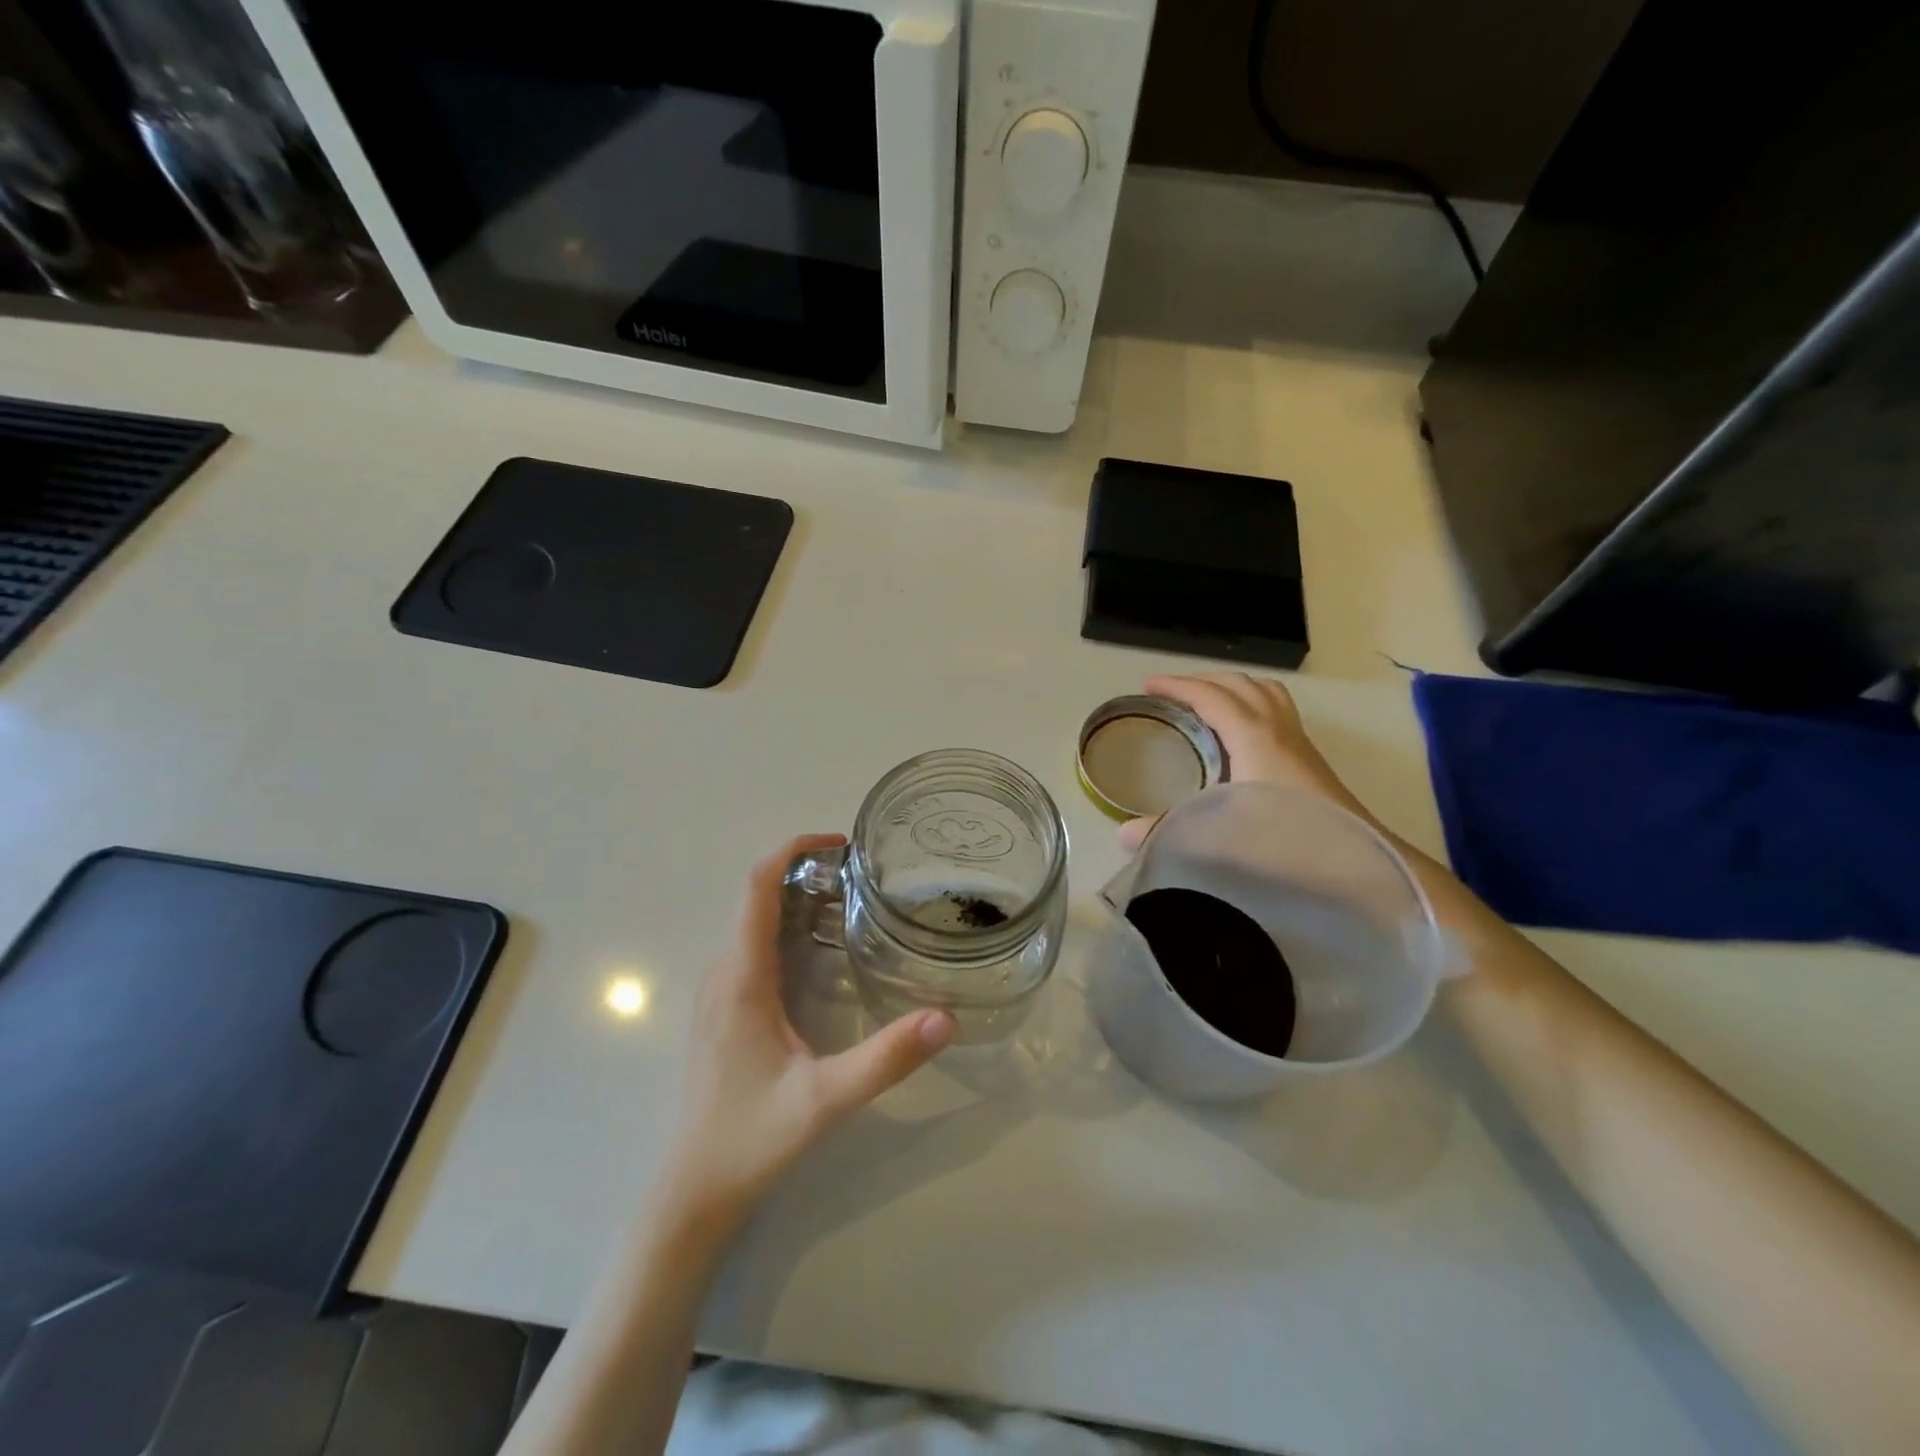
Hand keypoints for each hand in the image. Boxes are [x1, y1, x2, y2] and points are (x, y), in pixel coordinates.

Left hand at [659, 835, 955, 1226]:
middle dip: (808, 873)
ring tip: (855, 904)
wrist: (694, 1190)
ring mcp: (719, 991)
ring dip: (799, 901)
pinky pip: (754, 947)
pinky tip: (826, 953)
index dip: (793, 849)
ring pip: (756, 923)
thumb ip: (885, 1059)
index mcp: (742, 977)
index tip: (840, 843)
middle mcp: (724, 972)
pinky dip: (789, 929)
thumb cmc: (751, 1138)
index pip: (756, 887)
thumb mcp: (825, 1099)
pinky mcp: (724, 1009)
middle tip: (866, 878)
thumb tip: (946, 1017)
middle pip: (759, 897)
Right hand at [1121, 674, 1374, 847]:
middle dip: (1202, 681)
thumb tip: (1122, 835)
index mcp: (1255, 737)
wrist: (1364, 863)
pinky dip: (1251, 704)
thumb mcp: (1222, 836)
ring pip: (1265, 692)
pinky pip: (1277, 710)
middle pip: (1240, 684)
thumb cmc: (1291, 843)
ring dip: (1232, 688)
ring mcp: (1299, 742)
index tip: (1148, 686)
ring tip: (1206, 702)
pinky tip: (1239, 736)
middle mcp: (1278, 729)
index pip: (1212, 697)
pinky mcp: (1310, 759)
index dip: (1178, 687)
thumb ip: (1171, 833)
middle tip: (1171, 693)